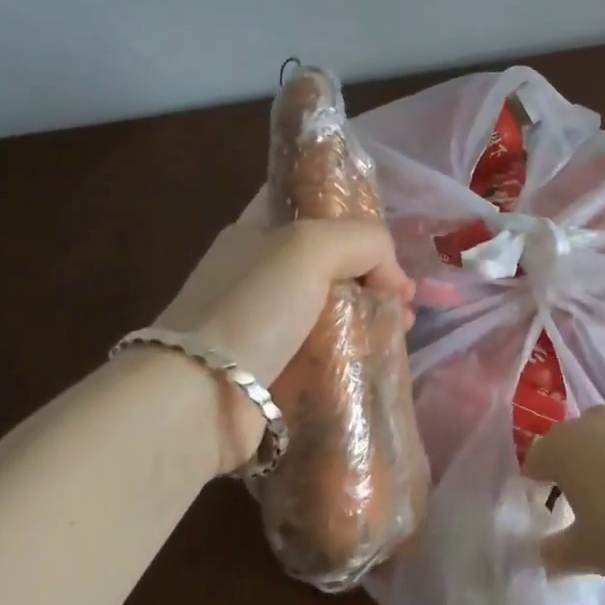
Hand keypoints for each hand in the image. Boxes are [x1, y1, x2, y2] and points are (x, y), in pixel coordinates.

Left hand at [148, 219, 414, 471]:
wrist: (200, 397)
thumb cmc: (254, 307)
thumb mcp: (312, 246)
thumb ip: (365, 241)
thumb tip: (395, 280)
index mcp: (255, 233)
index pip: (310, 207)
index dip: (353, 215)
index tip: (389, 241)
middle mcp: (258, 274)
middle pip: (329, 261)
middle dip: (373, 273)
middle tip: (404, 295)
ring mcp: (263, 325)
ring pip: (332, 309)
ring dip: (371, 315)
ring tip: (402, 328)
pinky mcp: (272, 370)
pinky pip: (324, 352)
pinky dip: (354, 352)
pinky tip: (382, 356)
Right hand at [524, 407, 604, 585]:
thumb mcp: (587, 553)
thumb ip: (558, 551)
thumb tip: (545, 552)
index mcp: (563, 447)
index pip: (536, 458)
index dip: (537, 482)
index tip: (544, 505)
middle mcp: (593, 420)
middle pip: (572, 440)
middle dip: (572, 464)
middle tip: (582, 501)